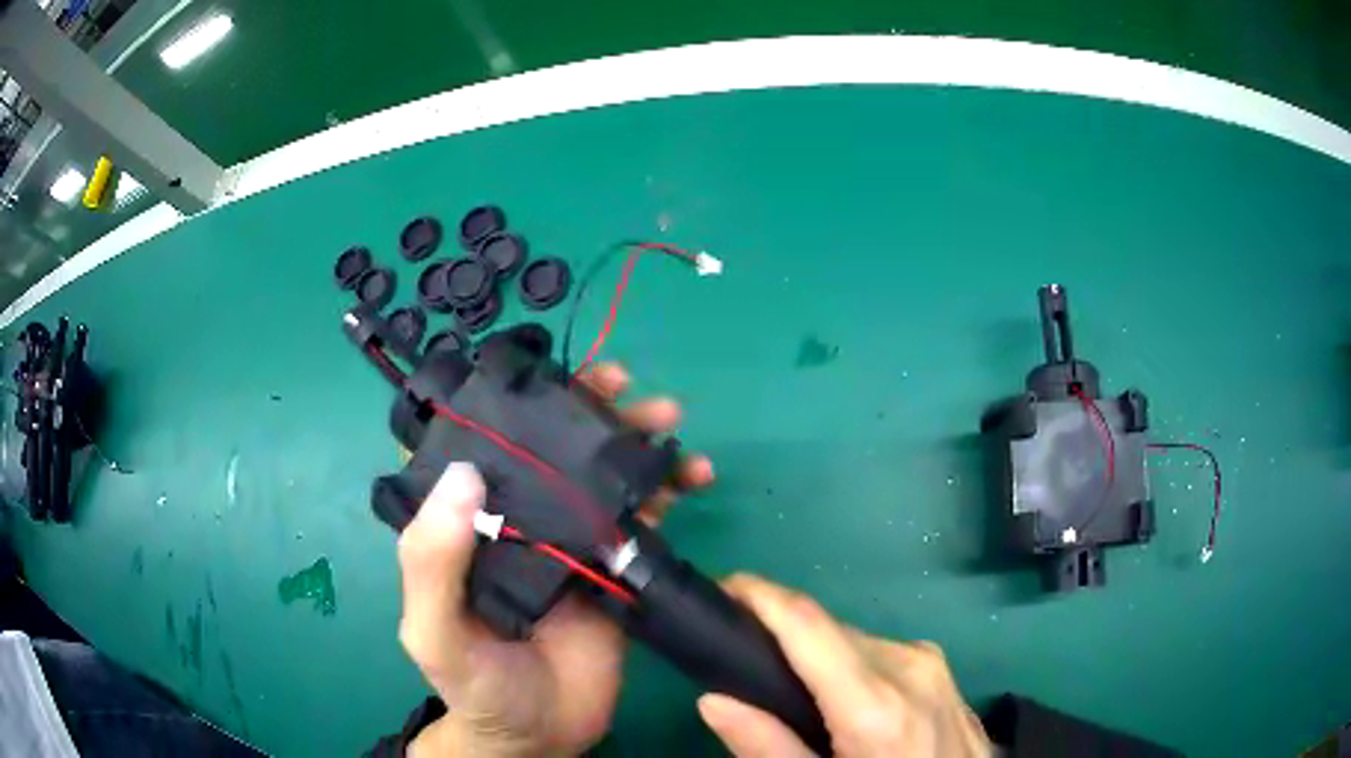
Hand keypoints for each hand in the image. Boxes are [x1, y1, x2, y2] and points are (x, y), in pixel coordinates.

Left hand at [396, 363, 713, 756]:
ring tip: (671, 422)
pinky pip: (640, 520)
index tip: (546, 377)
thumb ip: (432, 562)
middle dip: (588, 411)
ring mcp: (569, 543)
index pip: (479, 447)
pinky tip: (691, 479)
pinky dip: (665, 492)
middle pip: (550, 451)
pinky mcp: (612, 569)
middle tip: (627, 387)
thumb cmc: (475, 684)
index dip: (507, 404)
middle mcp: (517, 521)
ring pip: (600, 477)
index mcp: (467, 524)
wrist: (540, 734)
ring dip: (636, 443)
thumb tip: (463, 474)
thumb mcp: (433, 631)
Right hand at [698, 575, 991, 756]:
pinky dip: (850, 665)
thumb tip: (714, 700)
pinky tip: (842, 701)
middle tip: (743, 666)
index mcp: (876, 706)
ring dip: (817, 655)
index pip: (809, 624)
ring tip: (793, 695)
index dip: (761, 595)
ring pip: (854, 641)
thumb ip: (770, 748)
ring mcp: (932, 664)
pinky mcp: (941, 669)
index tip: (721, 588)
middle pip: (828, 632)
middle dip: (782, 636)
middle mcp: (908, 667)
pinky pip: (880, 653)